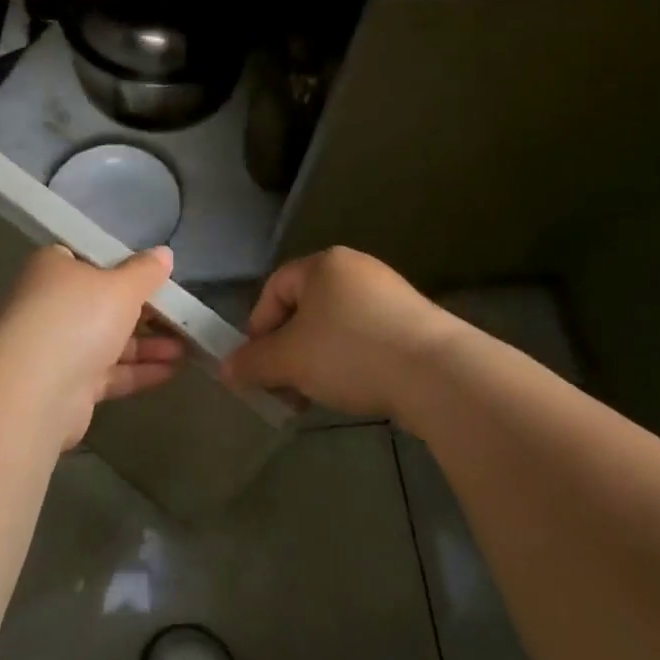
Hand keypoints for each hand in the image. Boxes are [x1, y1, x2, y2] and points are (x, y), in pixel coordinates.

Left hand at [0, 245, 184, 450]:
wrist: (35, 391)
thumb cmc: (78, 318)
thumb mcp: (122, 286)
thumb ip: (146, 271)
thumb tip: (164, 253)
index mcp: (55, 268)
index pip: (89, 259)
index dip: (123, 265)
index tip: (155, 275)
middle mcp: (52, 305)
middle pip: (104, 303)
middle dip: (145, 311)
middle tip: (182, 314)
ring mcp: (58, 347)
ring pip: (109, 340)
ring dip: (148, 344)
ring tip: (188, 347)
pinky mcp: (68, 386)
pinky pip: (109, 373)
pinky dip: (138, 371)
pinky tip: (173, 371)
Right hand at [223, 247, 461, 421]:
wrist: (435, 372)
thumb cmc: (350, 352)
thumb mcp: (289, 360)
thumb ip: (252, 363)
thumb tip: (225, 370)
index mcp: (323, 264)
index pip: (275, 287)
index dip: (259, 326)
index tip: (258, 365)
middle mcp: (356, 269)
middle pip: (306, 308)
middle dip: (289, 350)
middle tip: (285, 386)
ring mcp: (390, 293)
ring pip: (336, 326)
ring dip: (318, 359)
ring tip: (318, 394)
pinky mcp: (415, 321)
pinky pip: (367, 337)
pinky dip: (352, 360)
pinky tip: (356, 388)